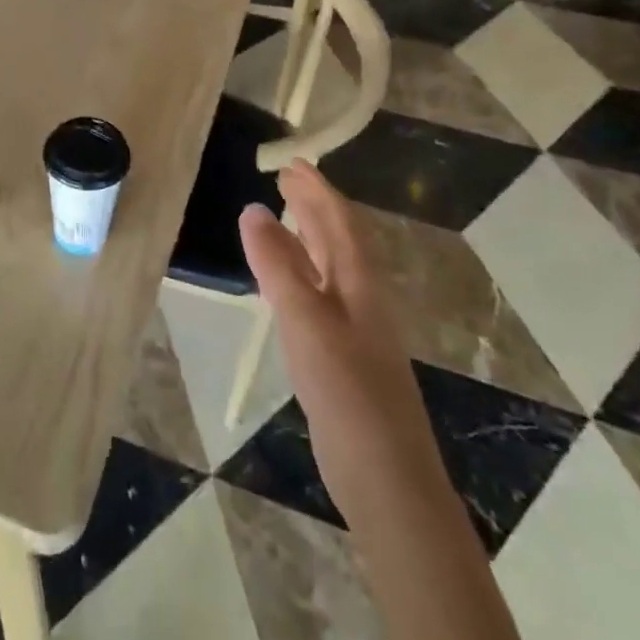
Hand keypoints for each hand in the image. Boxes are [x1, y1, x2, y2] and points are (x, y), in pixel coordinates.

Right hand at [239, 161, 441, 514]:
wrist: (386, 477)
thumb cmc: (347, 391)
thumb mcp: (305, 321)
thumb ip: (276, 265)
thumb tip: (252, 209)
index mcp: (360, 283)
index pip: (339, 221)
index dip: (317, 189)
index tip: (292, 162)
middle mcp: (361, 298)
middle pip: (338, 239)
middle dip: (313, 206)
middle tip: (285, 179)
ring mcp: (353, 329)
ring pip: (328, 267)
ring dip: (306, 237)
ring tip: (280, 216)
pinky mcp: (341, 356)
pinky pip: (318, 295)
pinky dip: (299, 274)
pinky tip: (283, 283)